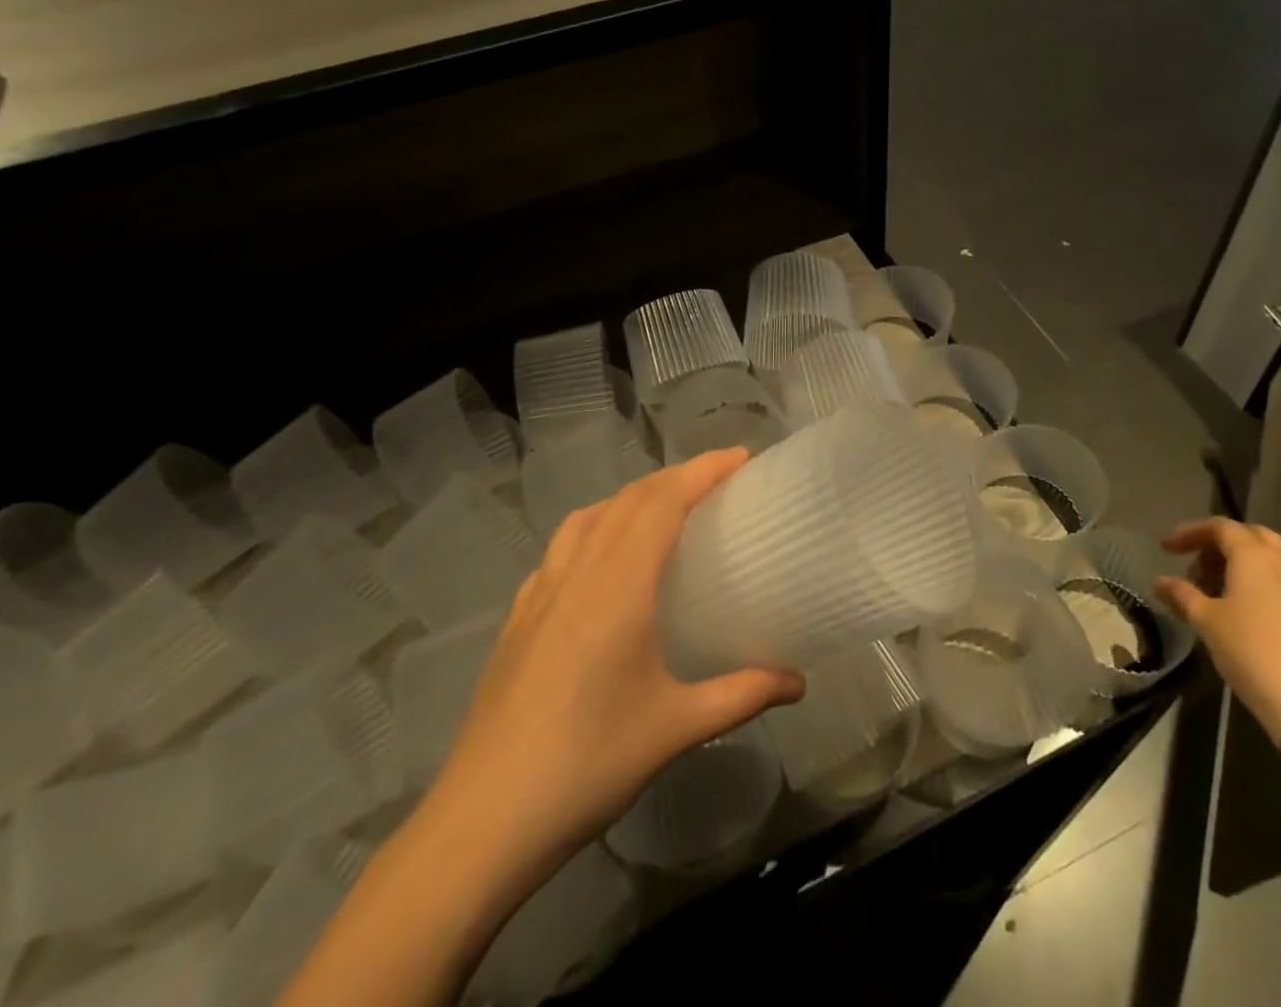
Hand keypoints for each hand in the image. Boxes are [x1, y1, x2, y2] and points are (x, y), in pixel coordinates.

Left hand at [421, 450, 803, 902]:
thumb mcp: (675, 730)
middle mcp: (577, 574)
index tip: (740, 457)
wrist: (481, 823)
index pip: (663, 503)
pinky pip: (561, 547)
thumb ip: (741, 696)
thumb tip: (799, 683)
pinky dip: (593, 528)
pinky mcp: (517, 617)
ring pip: (590, 516)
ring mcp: (540, 592)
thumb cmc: (587, 767)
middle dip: (675, 477)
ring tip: (664, 510)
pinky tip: (602, 562)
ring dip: (632, 498)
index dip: (702, 471)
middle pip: (629, 500)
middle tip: (718, 480)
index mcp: (618, 588)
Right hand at [1154, 519, 1280, 755]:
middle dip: (1222, 546)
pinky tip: (1257, 619)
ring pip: (1278, 562)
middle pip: (1253, 537)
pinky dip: (1270, 588)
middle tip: (1198, 570)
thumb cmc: (1255, 655)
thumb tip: (1159, 582)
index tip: (1167, 549)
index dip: (1190, 533)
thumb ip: (1181, 595)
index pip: (1220, 527)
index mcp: (1257, 556)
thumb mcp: (1207, 623)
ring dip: (1248, 567)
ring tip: (1224, 595)